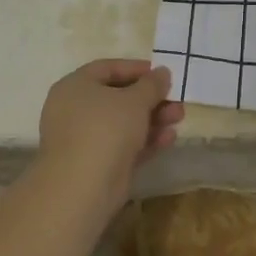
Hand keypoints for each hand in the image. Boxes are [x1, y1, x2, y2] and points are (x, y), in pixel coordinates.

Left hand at [36, 58, 182, 198]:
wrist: (82, 187)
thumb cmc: (106, 129)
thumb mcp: (135, 100)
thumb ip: (152, 84)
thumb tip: (162, 72)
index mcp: (75, 86)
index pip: (107, 68)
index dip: (136, 68)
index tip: (162, 73)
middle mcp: (75, 109)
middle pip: (118, 97)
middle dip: (151, 98)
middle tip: (176, 99)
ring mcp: (84, 138)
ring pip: (123, 122)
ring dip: (153, 118)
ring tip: (179, 117)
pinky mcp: (96, 163)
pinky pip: (123, 145)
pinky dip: (145, 140)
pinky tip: (169, 138)